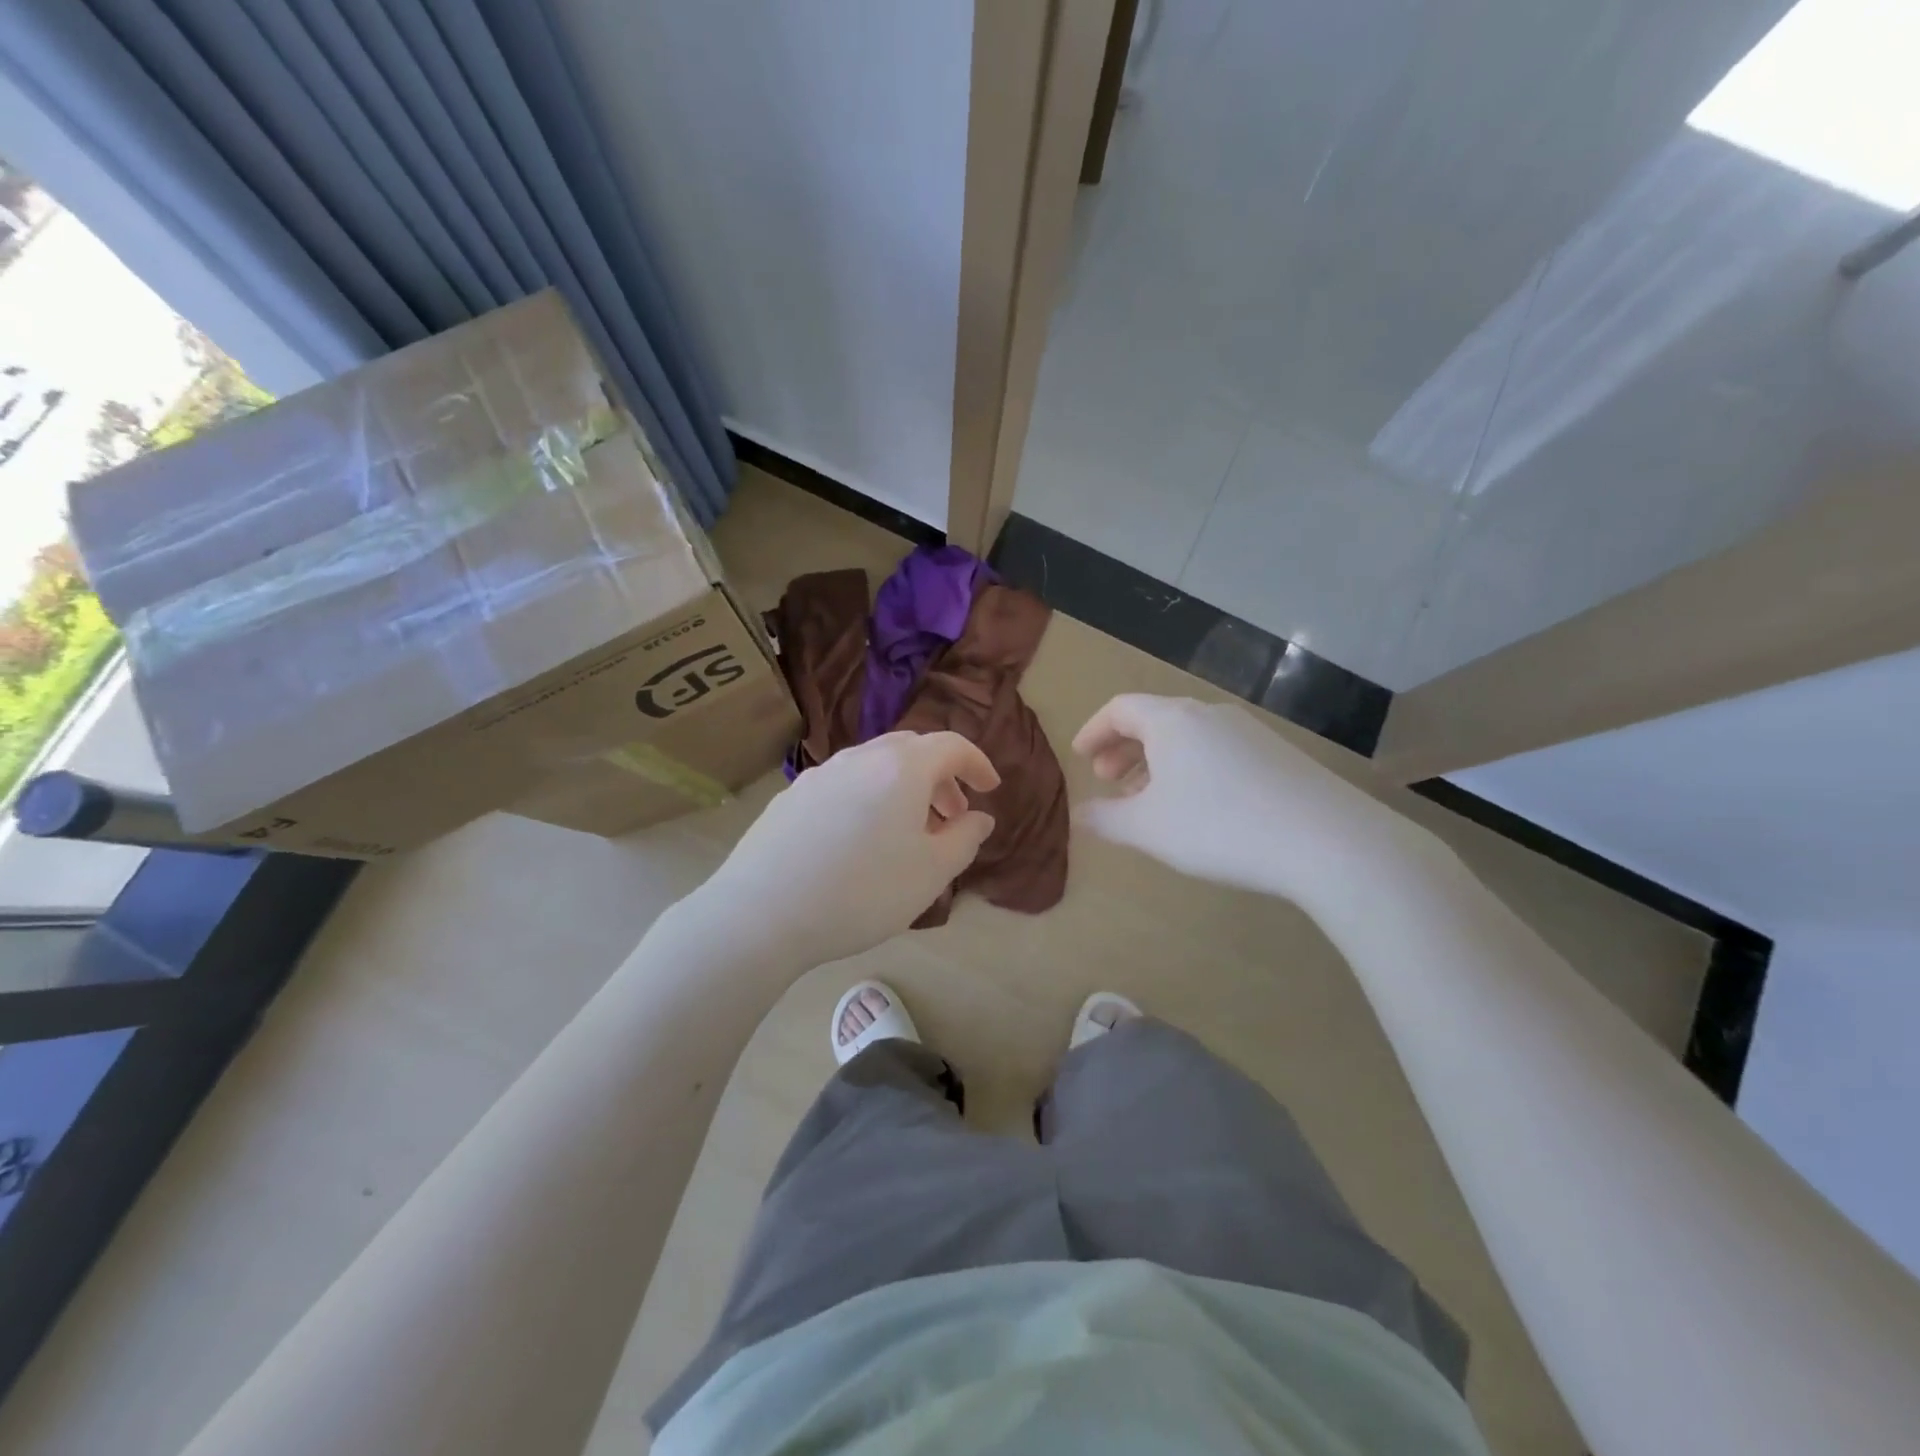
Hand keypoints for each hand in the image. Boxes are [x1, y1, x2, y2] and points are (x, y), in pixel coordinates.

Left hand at [690, 731, 998, 971]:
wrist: (762, 913)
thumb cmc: (862, 892)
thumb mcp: (931, 873)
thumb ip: (965, 839)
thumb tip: (979, 818)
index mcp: (901, 768)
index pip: (951, 745)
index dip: (977, 763)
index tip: (990, 788)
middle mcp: (860, 758)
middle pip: (911, 750)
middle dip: (940, 776)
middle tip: (951, 815)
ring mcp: (820, 774)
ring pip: (874, 766)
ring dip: (902, 788)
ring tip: (906, 831)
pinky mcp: (791, 797)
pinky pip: (844, 784)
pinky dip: (868, 797)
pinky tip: (858, 840)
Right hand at [1073, 694, 1438, 905]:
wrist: (1327, 840)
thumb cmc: (1219, 827)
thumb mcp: (1148, 829)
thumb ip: (1106, 819)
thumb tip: (1079, 813)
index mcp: (1172, 721)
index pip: (1120, 709)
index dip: (1094, 730)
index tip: (1080, 756)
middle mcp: (1210, 714)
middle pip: (1155, 719)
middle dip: (1124, 748)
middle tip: (1108, 779)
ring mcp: (1249, 731)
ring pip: (1188, 737)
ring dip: (1158, 761)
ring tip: (1149, 798)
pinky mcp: (1279, 754)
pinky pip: (1218, 750)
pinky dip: (1192, 769)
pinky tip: (1199, 806)